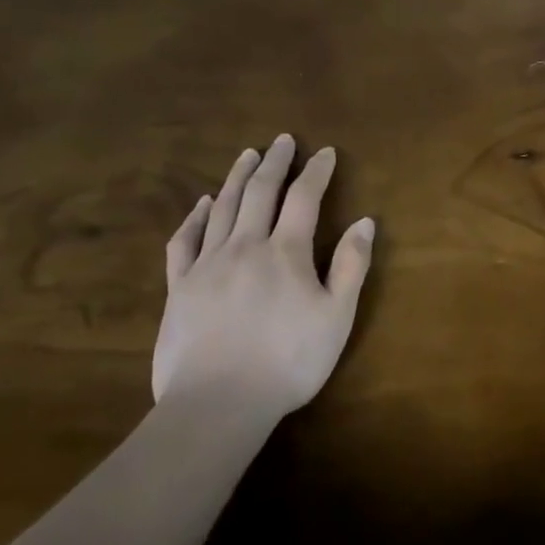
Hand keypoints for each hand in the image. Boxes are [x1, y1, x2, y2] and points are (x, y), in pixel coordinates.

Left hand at [153, 135, 374, 416]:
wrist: (217, 404)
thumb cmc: (288, 361)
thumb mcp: (337, 317)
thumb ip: (351, 266)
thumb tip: (365, 221)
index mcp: (285, 252)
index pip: (304, 198)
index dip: (316, 172)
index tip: (326, 152)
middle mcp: (245, 246)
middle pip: (261, 192)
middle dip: (275, 162)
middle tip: (283, 140)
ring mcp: (207, 264)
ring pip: (223, 208)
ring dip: (238, 178)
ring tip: (248, 155)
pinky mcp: (179, 287)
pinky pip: (184, 241)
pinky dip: (195, 217)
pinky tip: (204, 204)